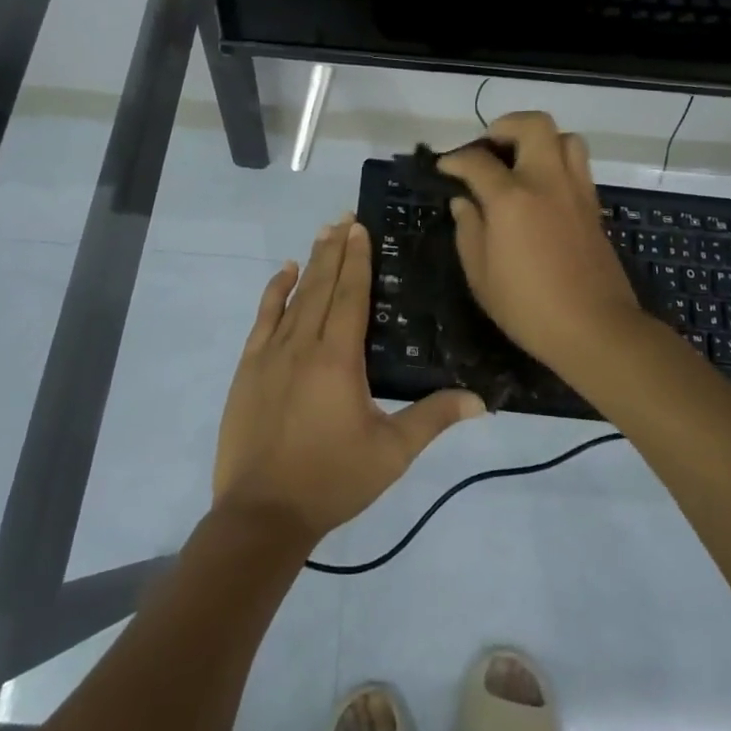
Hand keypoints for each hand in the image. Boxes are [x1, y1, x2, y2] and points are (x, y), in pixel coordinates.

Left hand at [213, 216, 485, 543]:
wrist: (262, 513)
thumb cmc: (332, 480)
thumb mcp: (391, 453)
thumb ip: (433, 419)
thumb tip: (481, 399)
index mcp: (339, 358)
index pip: (350, 294)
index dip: (357, 259)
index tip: (360, 227)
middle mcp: (304, 344)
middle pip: (323, 285)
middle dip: (336, 249)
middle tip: (345, 217)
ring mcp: (271, 353)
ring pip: (295, 296)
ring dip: (312, 262)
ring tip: (323, 233)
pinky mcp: (249, 367)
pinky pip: (263, 317)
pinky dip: (275, 291)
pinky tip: (286, 272)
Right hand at [438, 112, 647, 371]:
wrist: (595, 328)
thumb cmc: (528, 307)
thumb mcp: (481, 275)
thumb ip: (468, 230)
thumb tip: (464, 202)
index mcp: (511, 197)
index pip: (477, 160)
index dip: (454, 159)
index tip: (444, 168)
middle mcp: (546, 181)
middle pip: (533, 125)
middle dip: (505, 126)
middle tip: (489, 148)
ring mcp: (575, 190)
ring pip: (564, 137)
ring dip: (539, 140)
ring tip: (520, 162)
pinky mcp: (593, 206)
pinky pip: (577, 165)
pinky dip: (556, 162)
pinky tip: (541, 190)